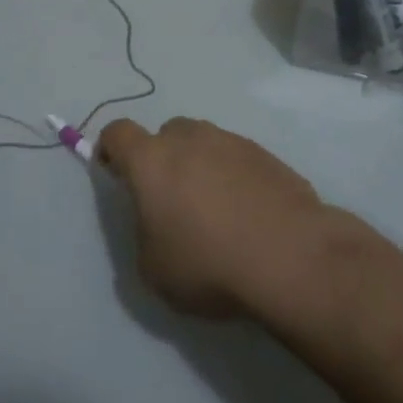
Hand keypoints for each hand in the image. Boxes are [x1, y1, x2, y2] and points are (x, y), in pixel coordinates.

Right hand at [97, 118, 326, 316]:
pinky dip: (234, 177)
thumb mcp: (154, 270)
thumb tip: (156, 225)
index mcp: (151, 160)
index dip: (111, 150)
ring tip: (216, 211)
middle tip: (172, 200)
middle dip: (163, 159)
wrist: (291, 256)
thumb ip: (144, 235)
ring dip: (202, 167)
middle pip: (166, 135)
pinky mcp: (266, 154)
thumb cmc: (208, 263)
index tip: (116, 175)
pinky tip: (248, 214)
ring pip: (204, 144)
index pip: (117, 133)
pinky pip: (238, 159)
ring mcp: (231, 141)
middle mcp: (189, 138)